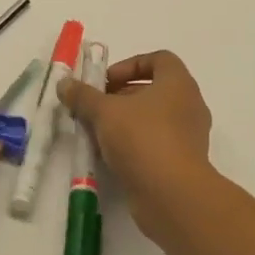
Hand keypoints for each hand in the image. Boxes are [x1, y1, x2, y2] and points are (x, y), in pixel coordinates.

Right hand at [59, 50, 225, 249]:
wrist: (172, 195)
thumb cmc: (142, 139)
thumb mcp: (105, 112)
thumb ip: (84, 96)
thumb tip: (64, 83)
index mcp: (178, 83)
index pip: (159, 59)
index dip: (130, 65)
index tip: (106, 82)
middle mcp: (190, 105)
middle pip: (154, 90)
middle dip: (122, 96)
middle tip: (96, 108)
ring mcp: (190, 135)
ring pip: (154, 118)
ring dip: (127, 122)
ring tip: (99, 133)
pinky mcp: (184, 162)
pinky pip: (158, 143)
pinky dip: (136, 144)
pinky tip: (112, 156)